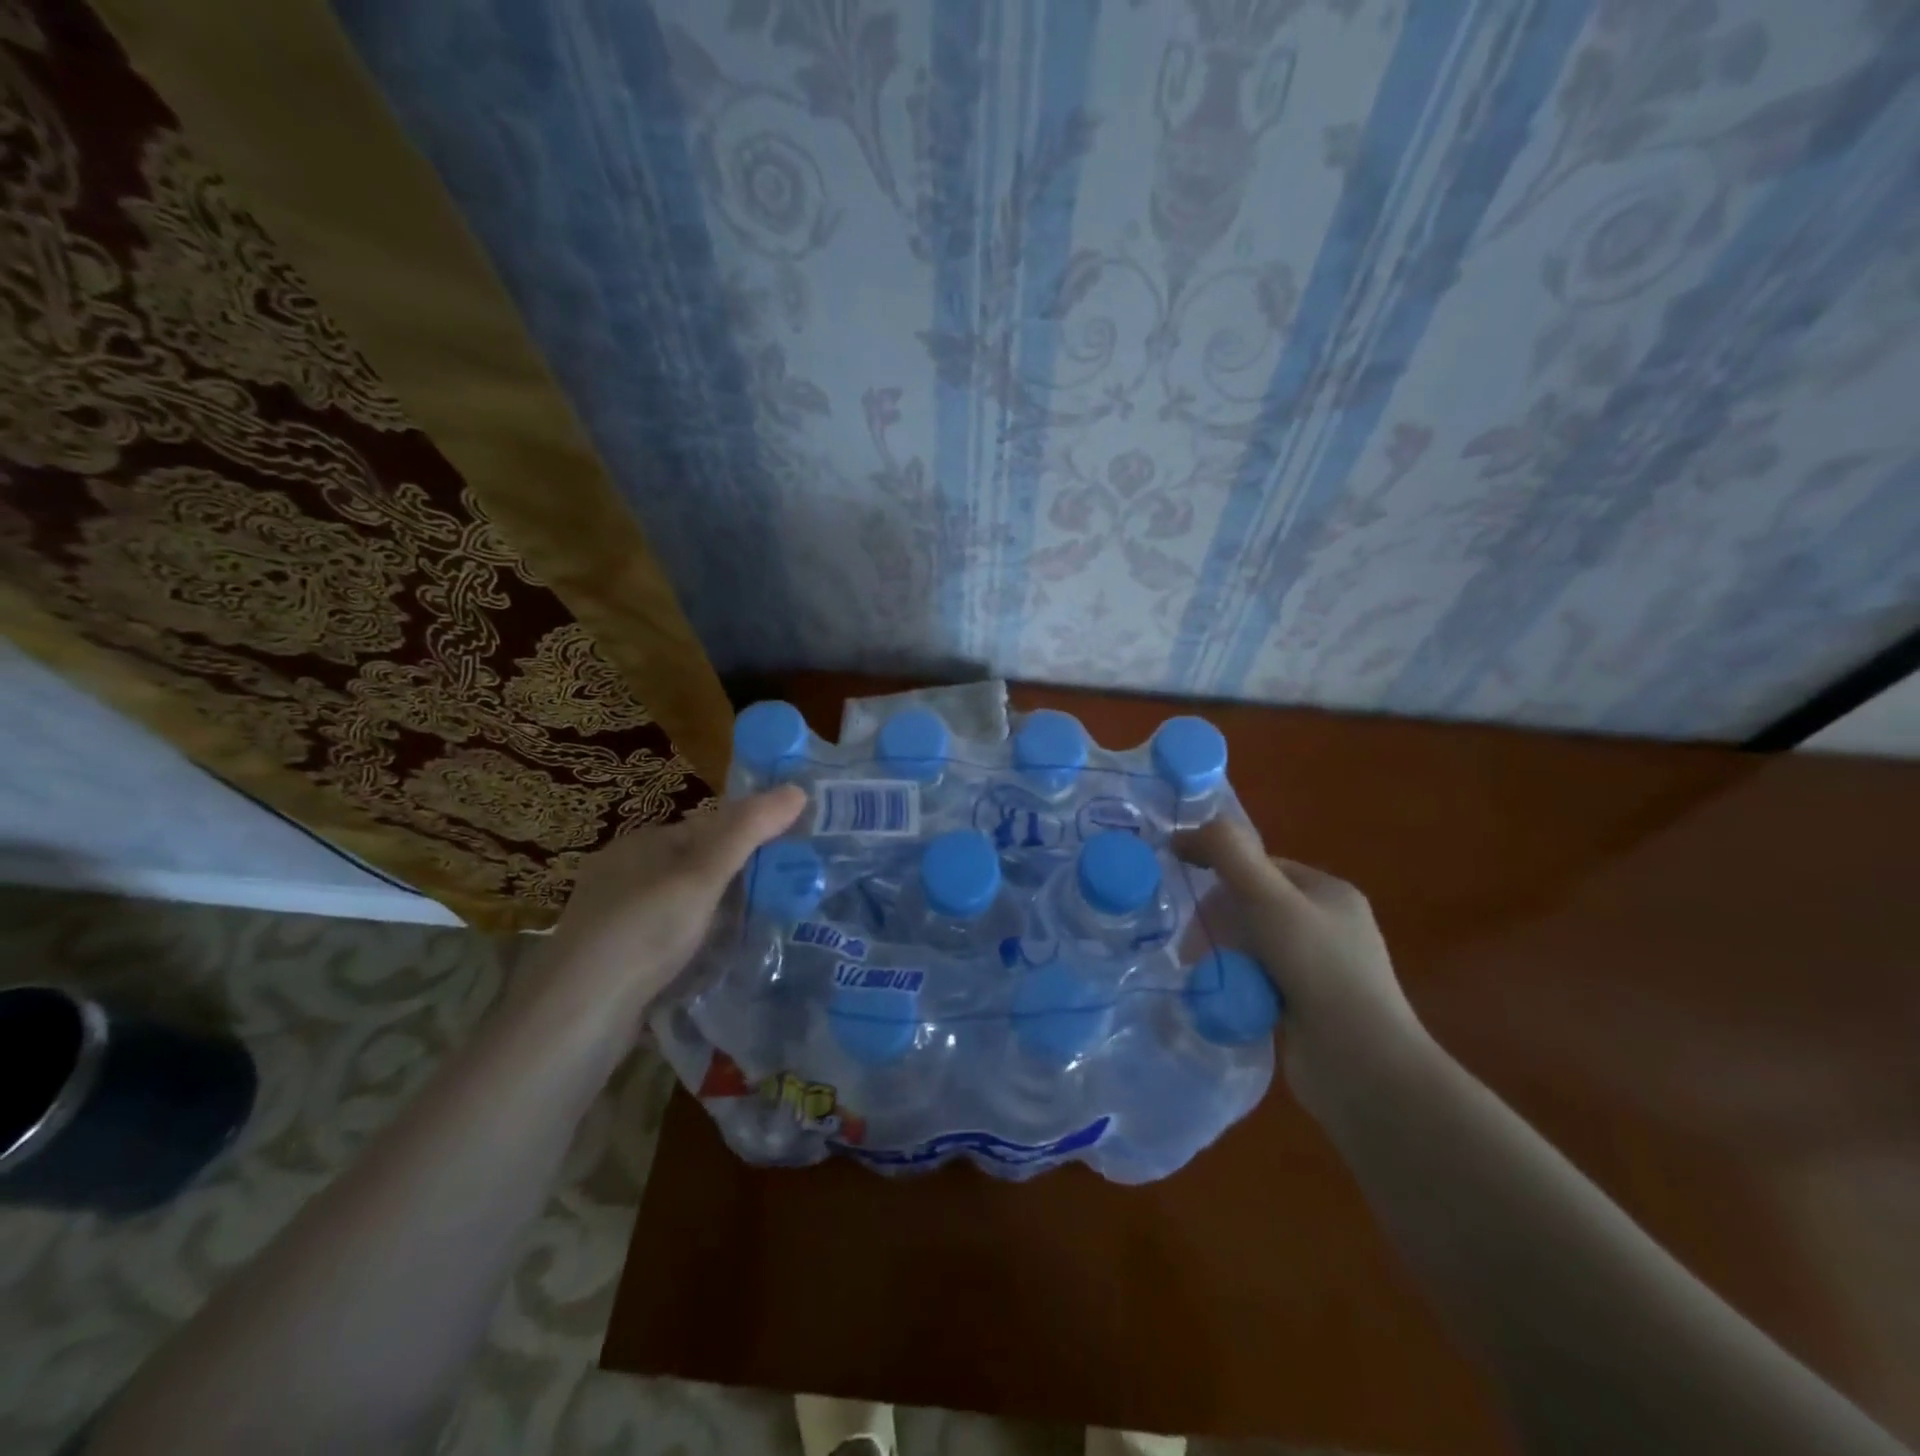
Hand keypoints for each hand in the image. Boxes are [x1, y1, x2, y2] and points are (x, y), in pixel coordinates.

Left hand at [522, 786, 807, 1052]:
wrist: (577, 1018)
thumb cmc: (643, 931)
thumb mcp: (702, 875)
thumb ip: (748, 832)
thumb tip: (797, 788)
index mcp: (641, 844)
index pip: (709, 827)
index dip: (752, 835)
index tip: (795, 854)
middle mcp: (626, 876)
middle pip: (698, 867)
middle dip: (740, 878)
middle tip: (794, 893)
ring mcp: (620, 921)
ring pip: (687, 906)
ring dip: (723, 914)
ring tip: (773, 926)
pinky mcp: (621, 962)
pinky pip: (674, 940)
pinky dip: (702, 945)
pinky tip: (728, 960)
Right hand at [1176, 815, 1428, 1111]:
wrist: (1363, 1068)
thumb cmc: (1319, 970)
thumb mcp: (1269, 899)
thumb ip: (1228, 854)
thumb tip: (1182, 832)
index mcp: (1328, 892)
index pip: (1261, 866)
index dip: (1221, 873)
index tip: (1186, 895)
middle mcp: (1327, 926)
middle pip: (1252, 906)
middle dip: (1218, 922)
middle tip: (1195, 947)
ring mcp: (1319, 970)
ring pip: (1251, 946)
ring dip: (1224, 955)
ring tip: (1206, 976)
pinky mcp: (1307, 1008)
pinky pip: (1257, 980)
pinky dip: (1237, 984)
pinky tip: (1224, 999)